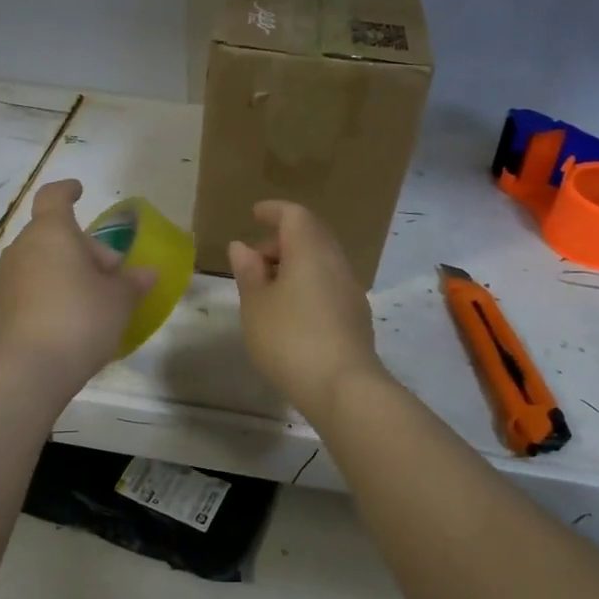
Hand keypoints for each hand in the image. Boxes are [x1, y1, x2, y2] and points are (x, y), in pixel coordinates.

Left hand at [0, 179, 153, 402]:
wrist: (29, 370)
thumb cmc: (80, 319)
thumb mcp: (119, 300)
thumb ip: (133, 282)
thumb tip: (147, 273)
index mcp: (51, 232)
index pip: (54, 197)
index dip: (68, 191)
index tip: (79, 191)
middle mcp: (22, 248)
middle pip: (53, 234)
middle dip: (82, 248)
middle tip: (110, 274)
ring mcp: (5, 278)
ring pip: (40, 262)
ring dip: (65, 271)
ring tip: (92, 299)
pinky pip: (29, 287)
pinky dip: (49, 292)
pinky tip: (69, 320)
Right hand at [227, 201, 384, 422]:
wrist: (343, 387)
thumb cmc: (289, 339)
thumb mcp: (256, 305)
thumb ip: (248, 272)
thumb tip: (242, 247)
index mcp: (310, 251)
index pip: (294, 215)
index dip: (273, 211)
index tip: (255, 214)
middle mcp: (336, 262)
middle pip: (311, 235)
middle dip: (282, 240)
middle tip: (255, 258)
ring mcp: (351, 290)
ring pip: (321, 261)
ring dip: (295, 264)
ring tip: (268, 288)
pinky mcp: (356, 316)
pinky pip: (329, 284)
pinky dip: (308, 283)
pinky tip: (291, 310)